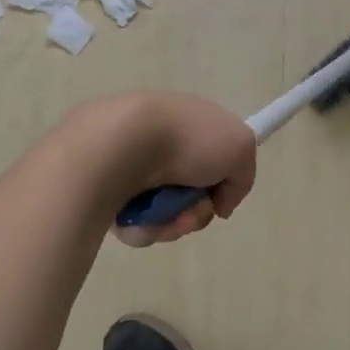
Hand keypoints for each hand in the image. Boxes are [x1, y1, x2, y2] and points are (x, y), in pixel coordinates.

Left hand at [63, 92, 256, 247]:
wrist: (123, 145)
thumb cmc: (187, 140)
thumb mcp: (240, 147)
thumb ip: (242, 177)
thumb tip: (220, 203)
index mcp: (189, 123)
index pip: (212, 155)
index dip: (220, 178)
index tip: (219, 193)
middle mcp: (160, 142)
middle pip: (190, 193)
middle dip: (197, 211)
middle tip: (193, 211)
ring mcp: (132, 166)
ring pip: (165, 212)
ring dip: (172, 222)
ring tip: (164, 216)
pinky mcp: (106, 190)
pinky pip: (136, 222)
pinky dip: (143, 226)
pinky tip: (139, 217)